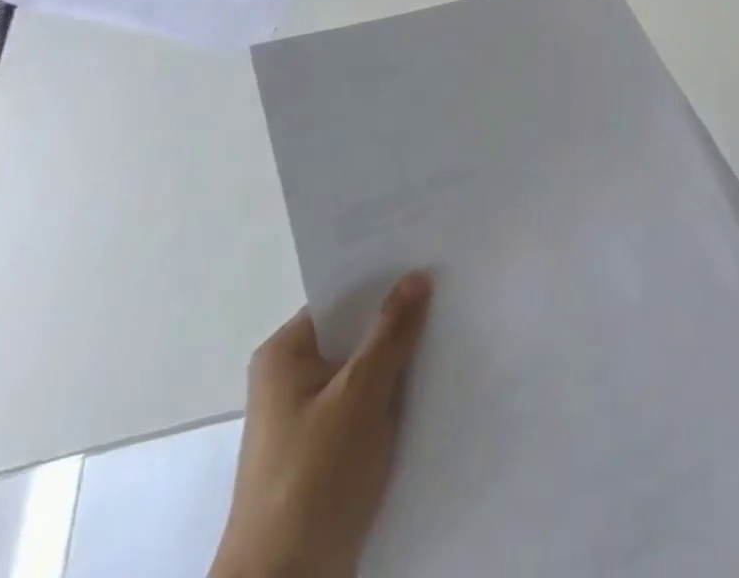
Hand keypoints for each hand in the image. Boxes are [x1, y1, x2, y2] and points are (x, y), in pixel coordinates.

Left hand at [210, 273, 433, 577]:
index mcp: (285, 354)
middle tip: (452, 292)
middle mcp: (291, 379)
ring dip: (400, 362)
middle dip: (399, 320)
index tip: (430, 260)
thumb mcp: (360, 395)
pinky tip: (435, 388)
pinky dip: (394, 399)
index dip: (386, 279)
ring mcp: (307, 419)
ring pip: (365, 372)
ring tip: (453, 334)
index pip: (343, 297)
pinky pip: (366, 407)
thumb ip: (392, 332)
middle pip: (355, 333)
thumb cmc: (313, 479)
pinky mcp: (325, 454)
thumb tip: (416, 274)